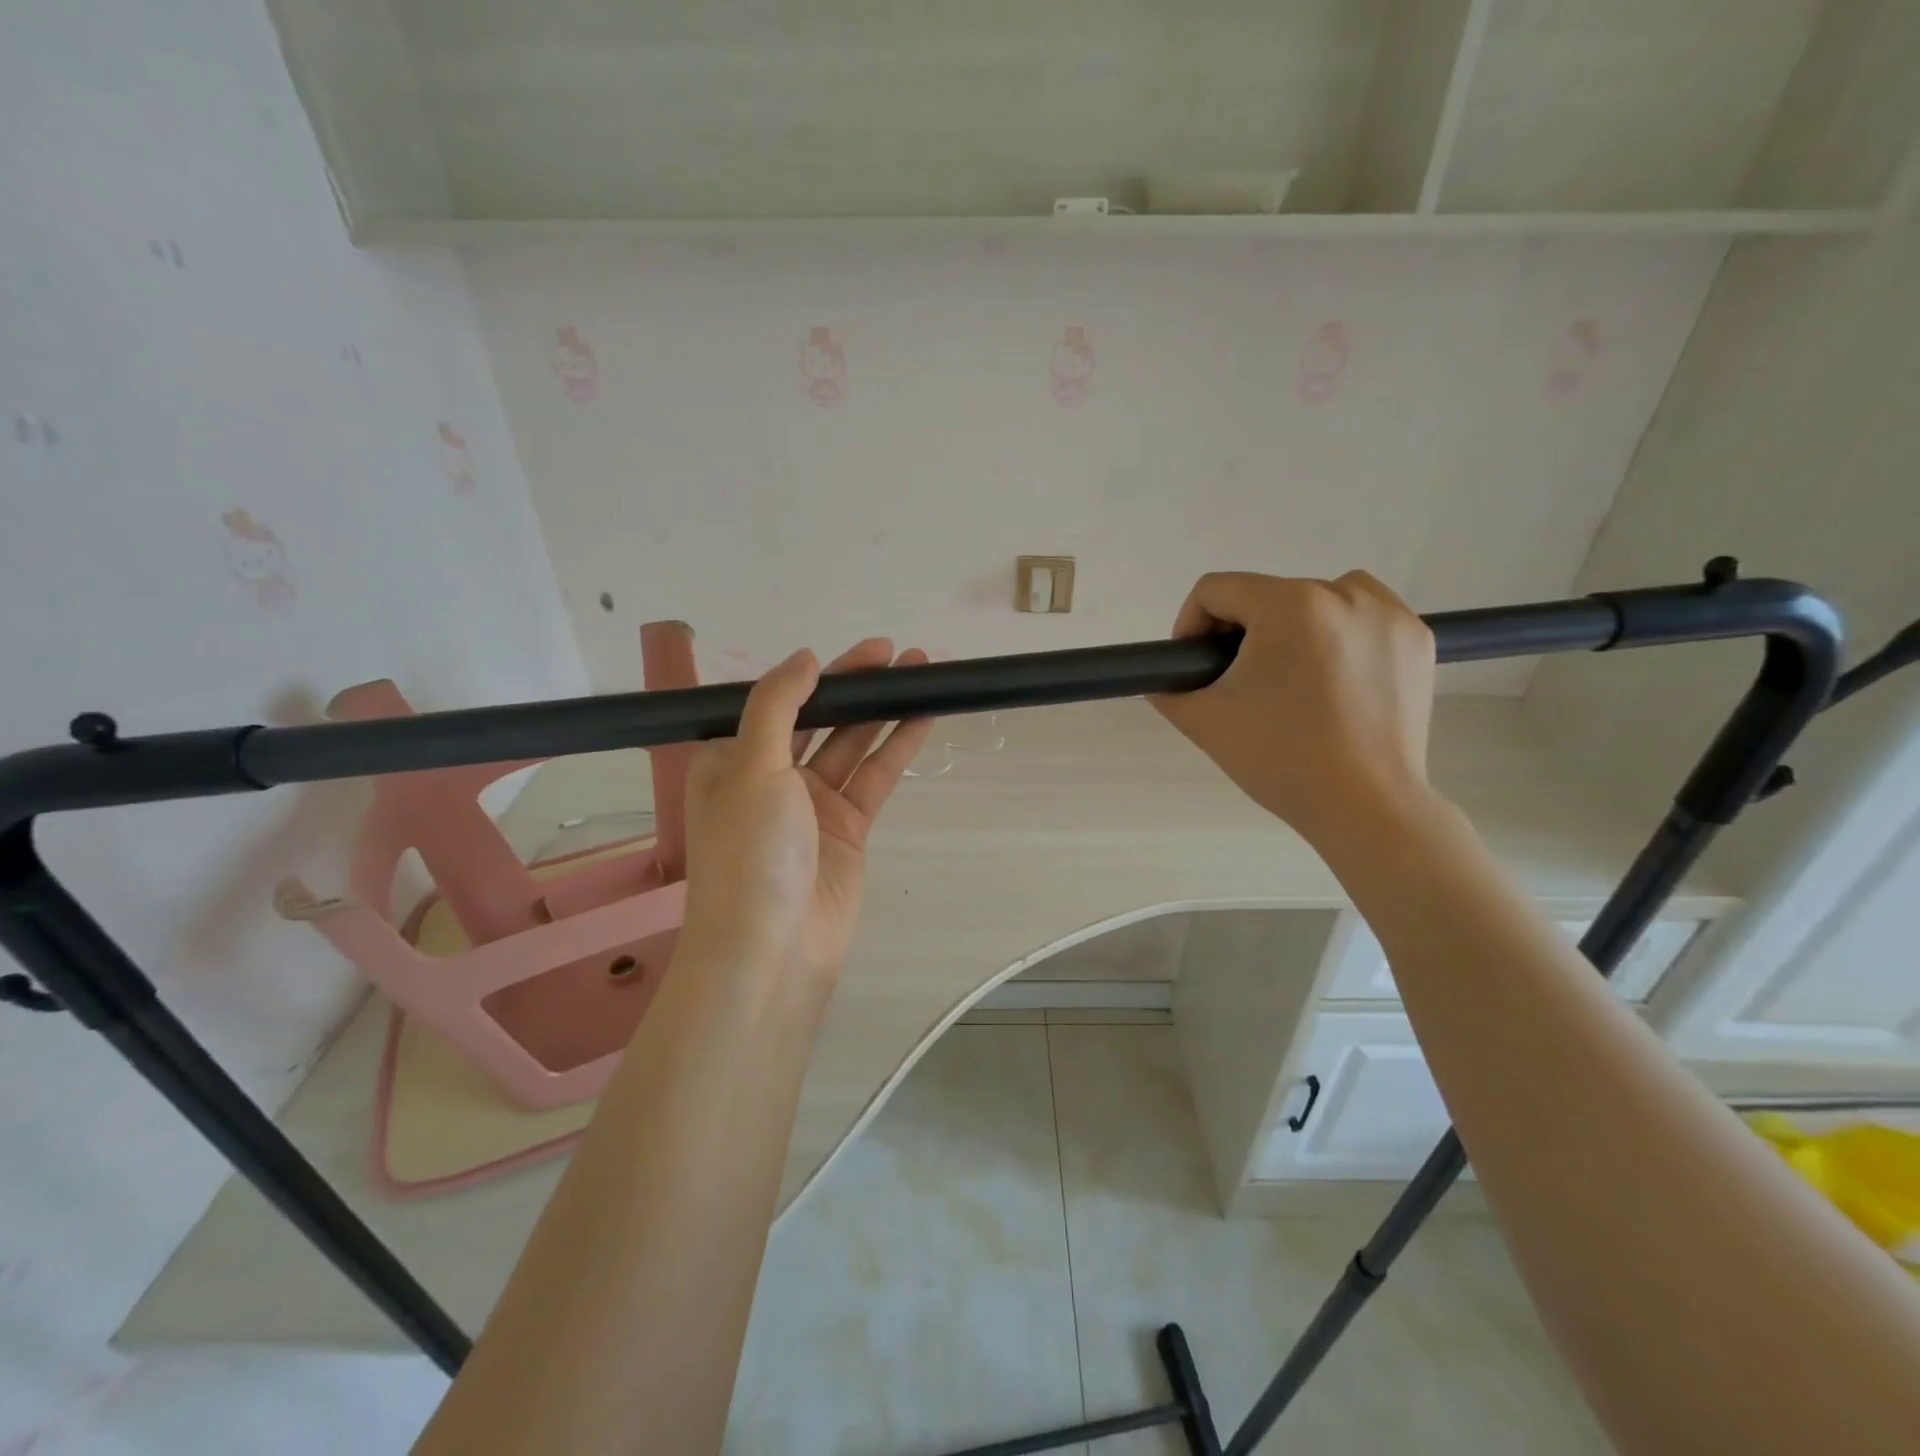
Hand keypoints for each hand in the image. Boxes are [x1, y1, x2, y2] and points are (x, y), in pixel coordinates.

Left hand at [677, 639, 934, 986]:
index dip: (816, 674)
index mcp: (731, 760)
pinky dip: (897, 748)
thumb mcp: (751, 766)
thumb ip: (778, 705)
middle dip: (856, 686)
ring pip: (852, 745)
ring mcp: (812, 806)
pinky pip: (874, 778)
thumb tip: (804, 657)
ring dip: (883, 711)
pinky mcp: (848, 830)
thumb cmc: (749, 852)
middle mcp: (770, 778)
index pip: (776, 702)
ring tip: (920, 674)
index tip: (858, 653)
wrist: (772, 950)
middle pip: (818, 719)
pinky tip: (922, 718)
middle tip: (896, 654)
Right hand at [1150, 571, 1438, 852]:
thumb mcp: (1203, 721)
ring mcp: (1388, 614)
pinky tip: (1333, 678)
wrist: (1366, 806)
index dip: (1190, 625)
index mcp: (1287, 605)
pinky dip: (1341, 635)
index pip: (1216, 589)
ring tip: (1289, 677)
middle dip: (1242, 634)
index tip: (1194, 666)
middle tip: (1240, 685)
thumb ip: (1168, 688)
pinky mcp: (1418, 639)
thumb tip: (1165, 679)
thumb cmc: (1280, 759)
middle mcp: (1343, 593)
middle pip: (1266, 595)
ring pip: (1317, 598)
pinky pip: (1363, 616)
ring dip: (1292, 627)